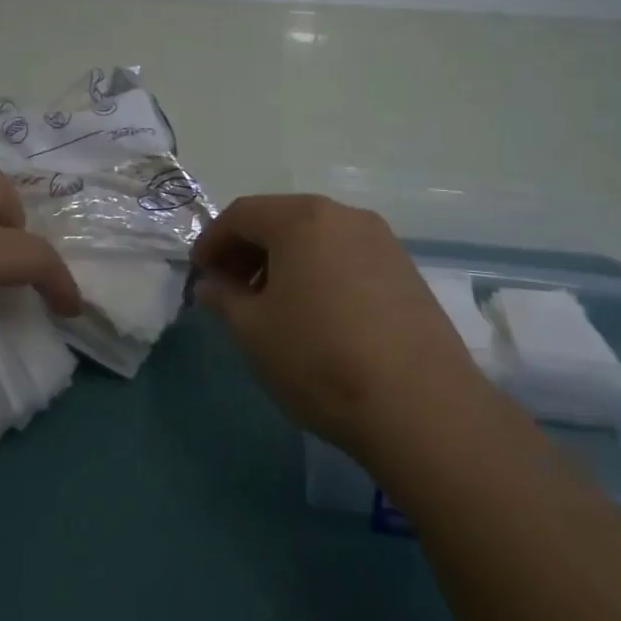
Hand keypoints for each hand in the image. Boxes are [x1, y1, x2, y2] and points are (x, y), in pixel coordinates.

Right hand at [190, 194, 483, 458]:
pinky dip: (319, 271)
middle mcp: (344, 215)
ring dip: (284, 260)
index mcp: (302, 219)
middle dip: (247, 249)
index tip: (199, 273)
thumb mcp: (253, 331)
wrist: (421, 407)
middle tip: (229, 288)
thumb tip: (211, 285)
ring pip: (316, 237)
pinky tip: (316, 313)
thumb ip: (223, 298)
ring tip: (271, 303)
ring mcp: (382, 240)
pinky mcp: (406, 270)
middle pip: (281, 219)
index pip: (242, 214)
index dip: (213, 240)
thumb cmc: (320, 359)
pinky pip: (346, 256)